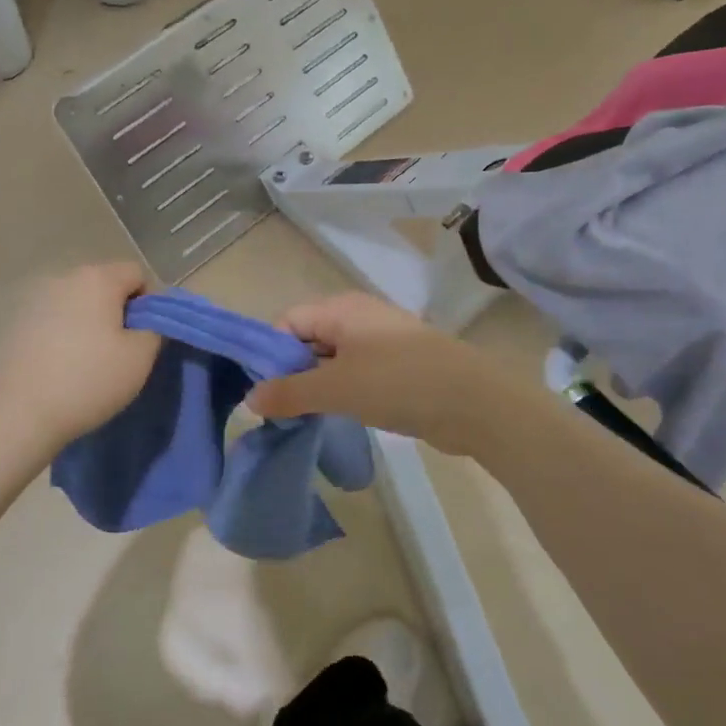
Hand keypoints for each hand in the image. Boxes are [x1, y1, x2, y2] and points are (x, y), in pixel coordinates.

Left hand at [0, 262, 161, 454]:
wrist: (19, 413)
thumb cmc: (88, 380)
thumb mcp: (140, 357)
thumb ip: (155, 329)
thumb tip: (147, 321)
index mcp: (96, 278)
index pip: (137, 273)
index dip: (151, 301)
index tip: (148, 335)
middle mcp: (63, 277)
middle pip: (104, 284)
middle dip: (119, 311)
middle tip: (124, 350)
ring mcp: (34, 299)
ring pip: (77, 303)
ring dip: (90, 322)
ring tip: (92, 360)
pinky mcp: (15, 323)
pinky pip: (53, 320)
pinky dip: (65, 334)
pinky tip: (63, 366)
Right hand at [246, 292, 497, 454]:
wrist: (474, 403)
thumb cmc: (398, 383)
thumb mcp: (335, 388)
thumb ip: (289, 393)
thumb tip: (250, 399)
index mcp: (340, 309)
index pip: (287, 322)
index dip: (270, 354)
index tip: (264, 392)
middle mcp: (358, 317)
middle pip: (307, 339)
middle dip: (291, 372)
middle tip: (283, 410)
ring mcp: (381, 341)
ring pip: (331, 359)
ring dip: (316, 385)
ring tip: (307, 416)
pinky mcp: (397, 365)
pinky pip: (355, 372)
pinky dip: (342, 391)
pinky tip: (340, 414)